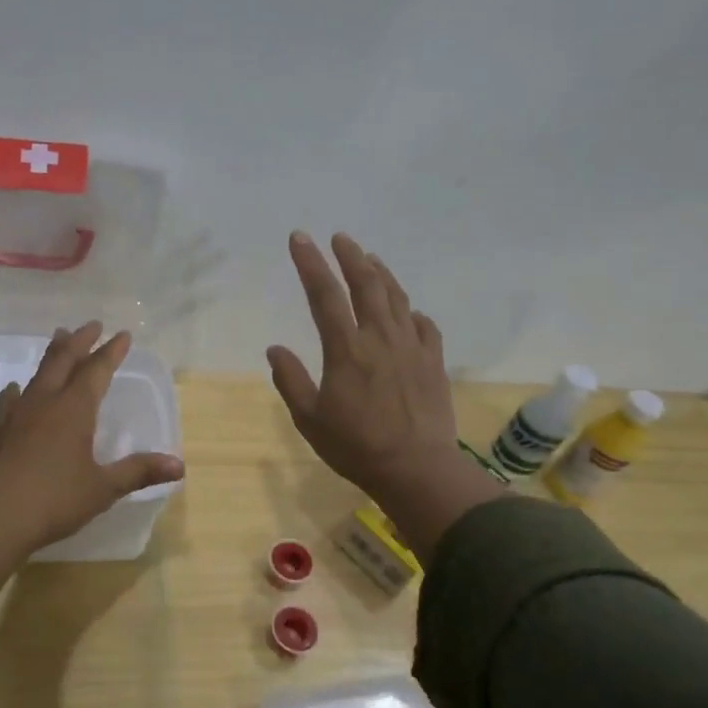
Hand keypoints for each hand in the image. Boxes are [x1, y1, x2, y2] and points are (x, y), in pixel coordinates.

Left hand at [0, 322, 184, 610]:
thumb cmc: (53, 500)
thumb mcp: (102, 489)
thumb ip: (138, 472)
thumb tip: (179, 465)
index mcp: (74, 410)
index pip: (97, 371)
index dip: (111, 352)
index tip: (122, 334)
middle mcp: (45, 402)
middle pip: (64, 361)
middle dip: (80, 341)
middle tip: (92, 324)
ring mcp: (16, 415)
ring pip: (37, 374)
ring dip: (52, 355)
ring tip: (58, 339)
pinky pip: (9, 401)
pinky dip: (18, 391)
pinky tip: (15, 390)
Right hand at [267, 232, 502, 560]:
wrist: (416, 469)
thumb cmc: (355, 446)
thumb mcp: (309, 419)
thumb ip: (290, 380)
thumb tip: (274, 349)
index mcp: (346, 349)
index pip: (324, 295)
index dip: (310, 263)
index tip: (300, 238)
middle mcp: (380, 338)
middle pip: (366, 284)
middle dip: (350, 256)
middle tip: (340, 238)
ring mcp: (411, 347)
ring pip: (397, 298)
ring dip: (381, 274)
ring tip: (370, 259)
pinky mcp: (433, 362)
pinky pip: (424, 326)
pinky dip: (411, 312)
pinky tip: (408, 312)